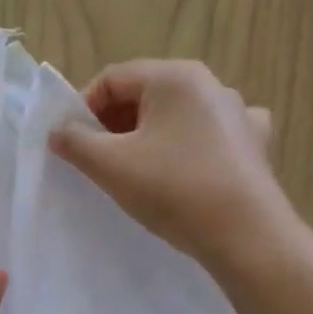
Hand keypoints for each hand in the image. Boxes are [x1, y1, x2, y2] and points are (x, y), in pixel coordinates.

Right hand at [49, 59, 297, 272]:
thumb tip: (58, 130)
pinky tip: (185, 168)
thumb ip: (74, 141)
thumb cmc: (173, 190)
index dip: (84, 108)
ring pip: (176, 115)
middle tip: (99, 160)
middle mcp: (210, 84)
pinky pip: (209, 134)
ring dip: (147, 136)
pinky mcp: (254, 143)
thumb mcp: (110, 165)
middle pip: (144, 93)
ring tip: (136, 171)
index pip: (112, 78)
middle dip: (114, 123)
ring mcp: (238, 112)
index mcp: (174, 76)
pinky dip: (188, 146)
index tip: (74, 144)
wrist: (246, 236)